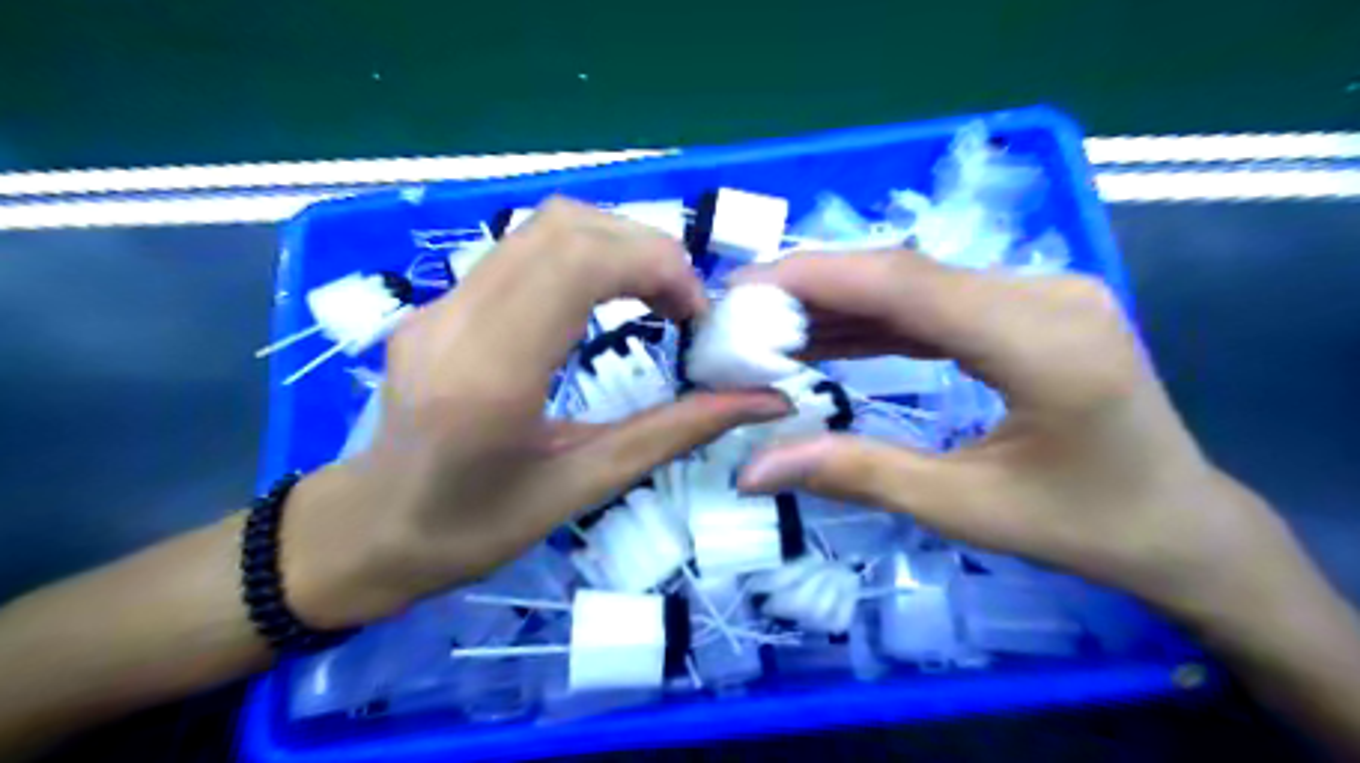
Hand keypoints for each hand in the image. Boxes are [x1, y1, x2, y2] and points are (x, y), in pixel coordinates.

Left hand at [275, 197, 787, 630]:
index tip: (695, 315)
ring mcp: (440, 303)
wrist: (369, 529)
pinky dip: (586, 256)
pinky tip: (608, 298)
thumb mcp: (586, 486)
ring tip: (656, 298)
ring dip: (618, 246)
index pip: (578, 261)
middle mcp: (457, 320)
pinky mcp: (441, 301)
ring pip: (543, 226)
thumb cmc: (474, 528)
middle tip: (684, 305)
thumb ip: (677, 434)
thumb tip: (765, 402)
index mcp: (490, 376)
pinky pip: (524, 249)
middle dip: (646, 249)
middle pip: (564, 225)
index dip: (655, 264)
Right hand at [734, 255, 1305, 621]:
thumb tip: (752, 468)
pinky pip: (937, 303)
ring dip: (842, 303)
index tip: (742, 286)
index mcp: (1044, 343)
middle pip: (907, 273)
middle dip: (816, 288)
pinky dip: (878, 318)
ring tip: (772, 326)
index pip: (907, 285)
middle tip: (744, 311)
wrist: (1177, 523)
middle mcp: (1047, 294)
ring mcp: (1043, 294)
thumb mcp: (962, 507)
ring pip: (917, 284)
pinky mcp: (1030, 307)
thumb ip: (855, 474)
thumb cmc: (1082, 527)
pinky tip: (829, 334)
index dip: (816, 277)